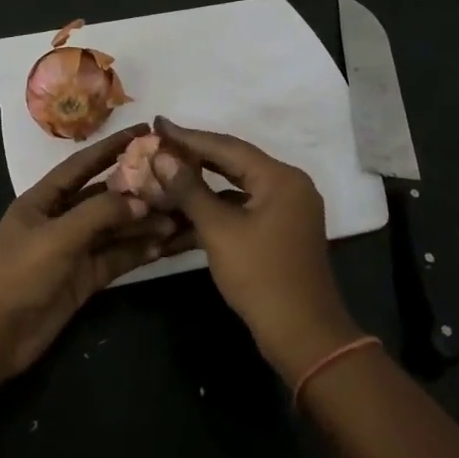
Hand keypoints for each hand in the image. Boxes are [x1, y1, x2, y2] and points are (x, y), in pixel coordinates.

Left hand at [0, 123, 181, 377]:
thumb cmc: (18, 274)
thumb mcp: (57, 236)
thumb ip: (99, 214)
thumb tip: (140, 199)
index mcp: (43, 200)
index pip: (82, 165)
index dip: (111, 147)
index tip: (145, 131)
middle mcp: (60, 220)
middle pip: (103, 197)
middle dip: (136, 189)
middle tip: (174, 179)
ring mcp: (73, 251)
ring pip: (114, 230)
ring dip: (142, 223)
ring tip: (178, 216)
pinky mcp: (84, 279)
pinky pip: (116, 258)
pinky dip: (138, 251)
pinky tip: (164, 245)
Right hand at [153, 118, 363, 381]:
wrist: (301, 334)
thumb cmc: (260, 275)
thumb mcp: (219, 230)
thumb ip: (189, 190)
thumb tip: (161, 156)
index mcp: (280, 178)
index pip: (227, 146)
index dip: (188, 137)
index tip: (157, 124)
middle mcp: (287, 186)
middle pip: (232, 164)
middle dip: (192, 159)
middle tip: (156, 146)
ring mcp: (284, 211)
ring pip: (234, 190)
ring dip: (199, 189)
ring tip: (162, 179)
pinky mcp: (278, 233)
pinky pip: (240, 211)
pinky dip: (213, 213)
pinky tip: (180, 217)